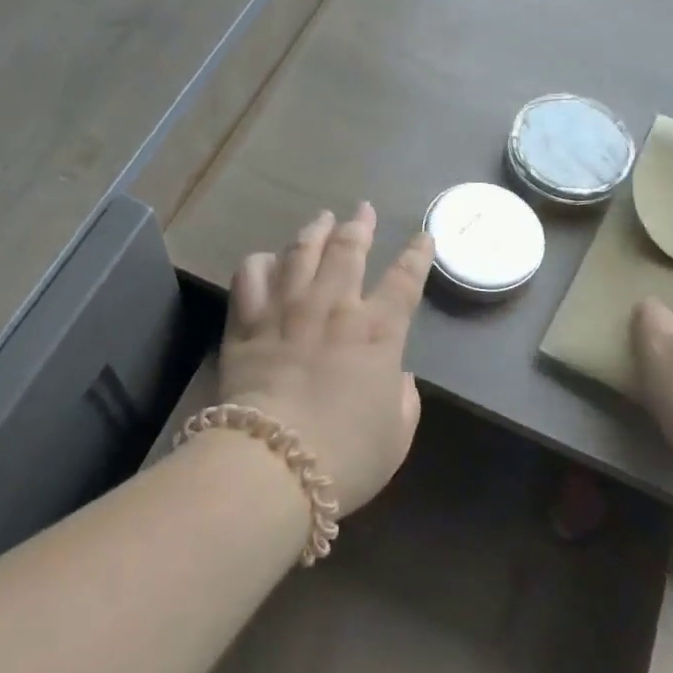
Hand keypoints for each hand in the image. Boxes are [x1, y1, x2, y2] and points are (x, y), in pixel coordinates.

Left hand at [219, 204, 434, 514]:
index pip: (405, 281)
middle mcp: (334, 308)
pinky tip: (266, 259)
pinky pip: (251, 276)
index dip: (417, 255)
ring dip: (315, 230)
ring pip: (301, 252)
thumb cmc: (345, 456)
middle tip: (363, 209)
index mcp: (377, 333)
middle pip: (348, 251)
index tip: (423, 236)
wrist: (273, 463)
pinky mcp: (248, 322)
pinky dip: (260, 262)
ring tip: (322, 218)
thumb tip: (399, 377)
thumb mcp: (396, 437)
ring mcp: (287, 309)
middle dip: (359, 225)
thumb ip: (404, 400)